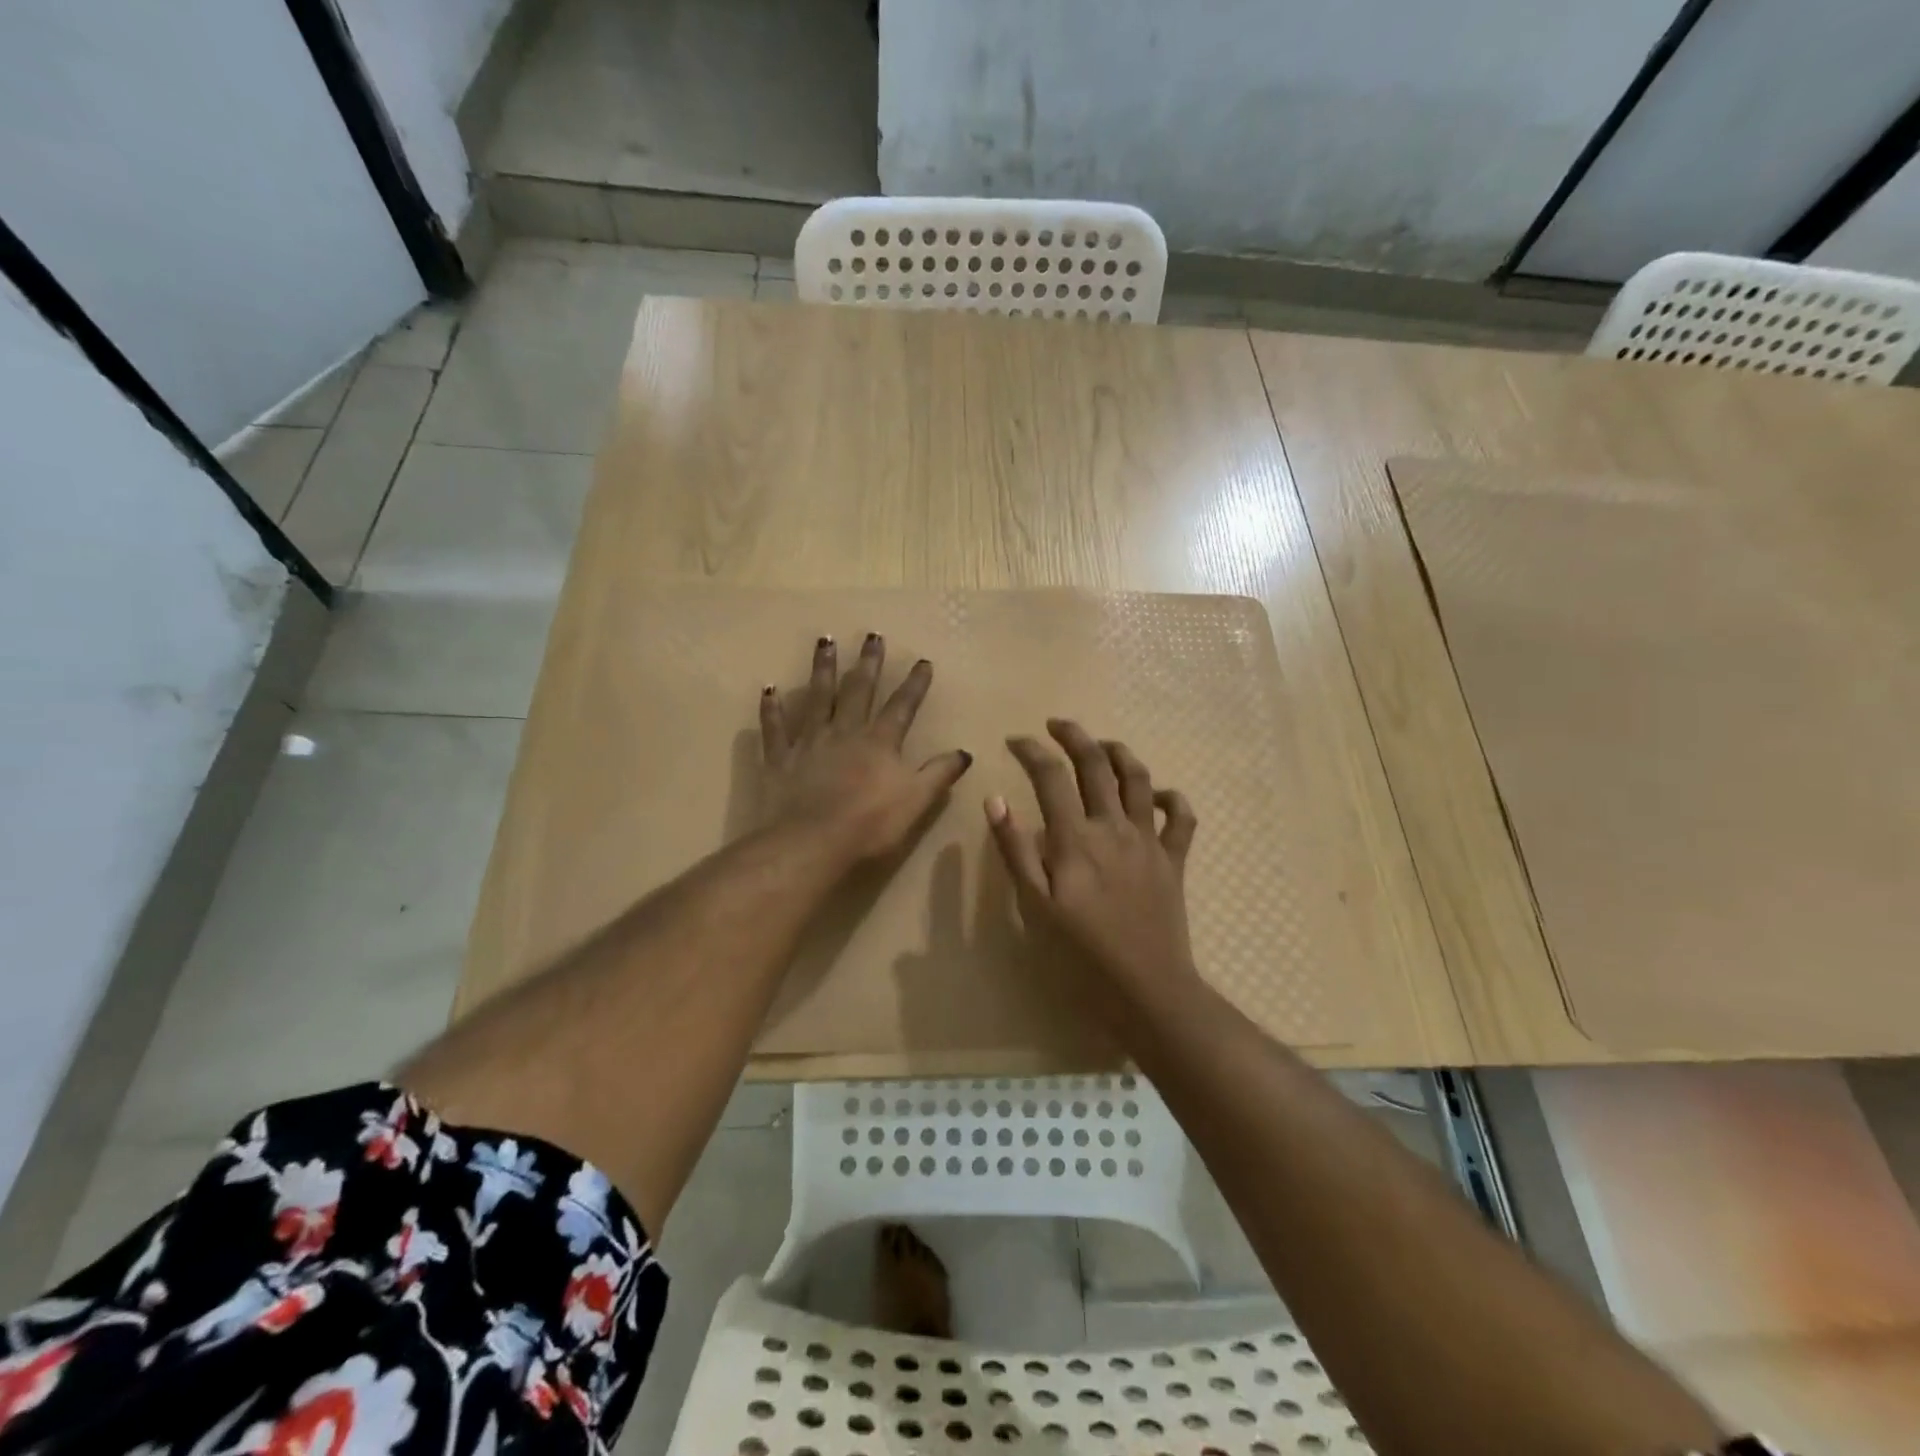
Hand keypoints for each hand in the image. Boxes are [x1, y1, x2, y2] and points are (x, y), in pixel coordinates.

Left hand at [760, 634, 972, 863]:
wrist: (812, 841)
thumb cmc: (870, 823)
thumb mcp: (917, 800)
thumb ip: (939, 774)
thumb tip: (964, 752)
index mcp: (879, 742)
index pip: (902, 706)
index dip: (915, 684)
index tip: (923, 661)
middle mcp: (845, 732)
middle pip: (859, 690)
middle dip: (868, 663)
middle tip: (872, 635)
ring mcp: (810, 742)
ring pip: (817, 697)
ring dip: (823, 668)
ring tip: (825, 641)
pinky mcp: (781, 758)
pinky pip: (776, 728)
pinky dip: (772, 708)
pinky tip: (769, 689)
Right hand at [987, 719, 1200, 1011]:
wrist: (1146, 990)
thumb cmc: (1080, 955)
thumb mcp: (1034, 906)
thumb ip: (1014, 850)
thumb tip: (996, 800)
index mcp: (1075, 838)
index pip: (1050, 776)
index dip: (1031, 750)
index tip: (1014, 740)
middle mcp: (1114, 827)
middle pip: (1096, 765)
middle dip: (1074, 736)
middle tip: (1056, 724)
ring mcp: (1149, 841)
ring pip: (1139, 779)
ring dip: (1120, 753)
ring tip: (1102, 745)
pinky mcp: (1173, 860)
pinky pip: (1180, 817)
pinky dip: (1171, 797)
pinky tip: (1159, 794)